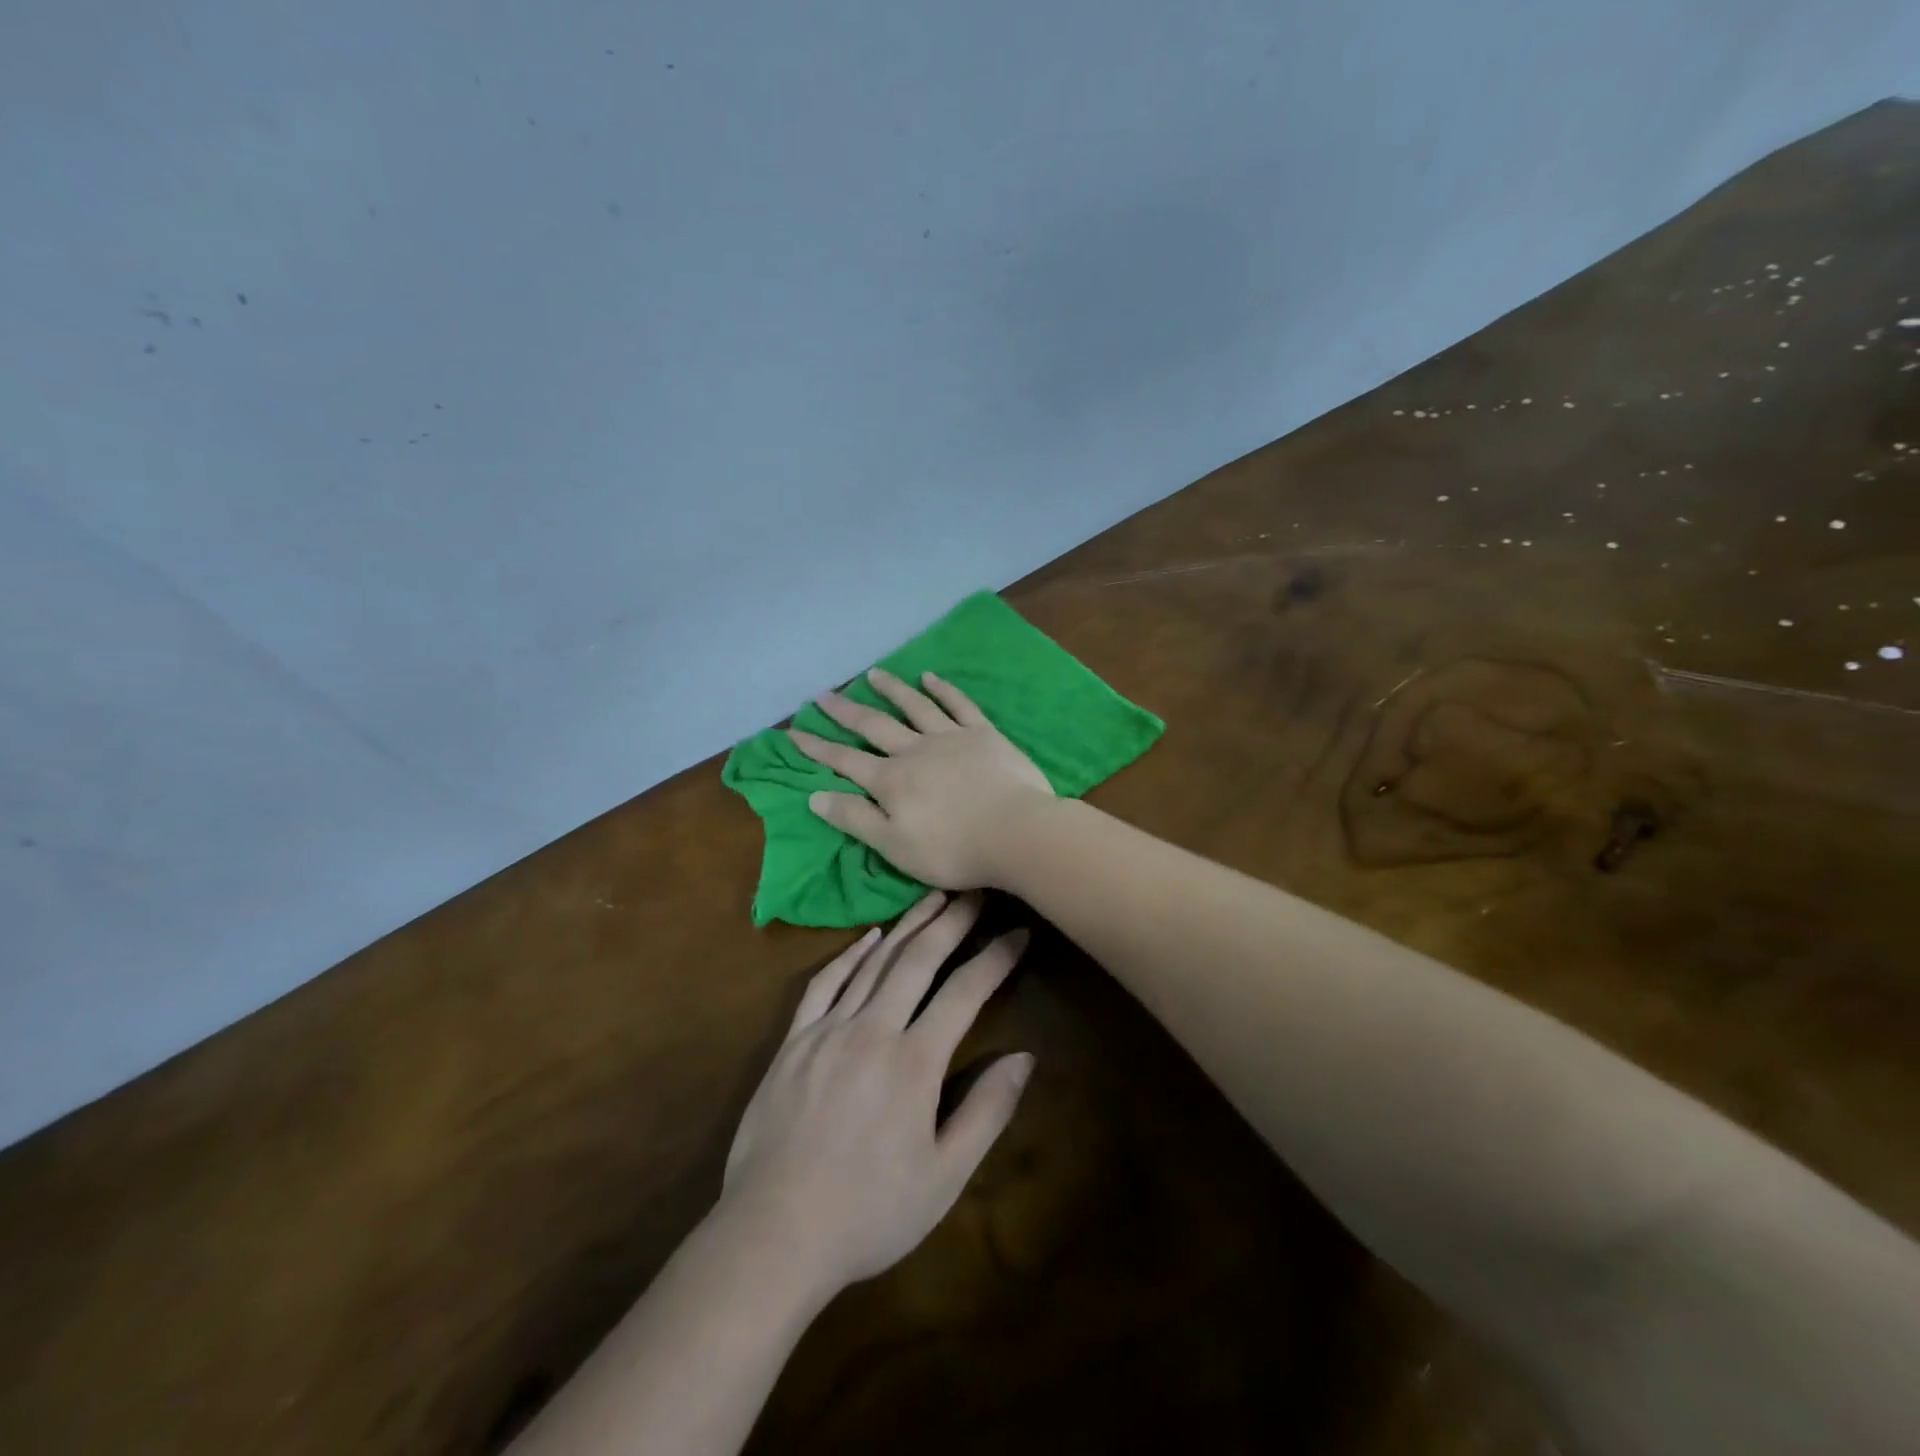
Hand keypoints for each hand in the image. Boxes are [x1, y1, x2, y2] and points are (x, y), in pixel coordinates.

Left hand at [720, 892, 1032, 1297]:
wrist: (774, 1234)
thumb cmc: (870, 1213)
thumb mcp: (944, 1176)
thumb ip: (986, 1111)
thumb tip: (1024, 1057)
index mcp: (914, 1062)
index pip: (965, 992)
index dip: (995, 957)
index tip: (1018, 932)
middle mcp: (872, 1030)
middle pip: (919, 959)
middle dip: (952, 921)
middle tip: (976, 891)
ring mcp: (828, 1030)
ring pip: (875, 962)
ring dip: (908, 925)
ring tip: (934, 898)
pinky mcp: (794, 1040)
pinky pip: (825, 983)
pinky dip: (851, 955)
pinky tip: (870, 937)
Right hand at [787, 668, 1053, 889]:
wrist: (1016, 832)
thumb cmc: (953, 849)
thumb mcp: (894, 845)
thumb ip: (855, 819)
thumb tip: (814, 795)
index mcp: (891, 781)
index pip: (845, 761)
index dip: (817, 747)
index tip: (793, 731)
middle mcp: (915, 751)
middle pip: (874, 726)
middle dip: (845, 711)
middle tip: (823, 694)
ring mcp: (950, 737)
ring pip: (914, 707)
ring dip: (891, 689)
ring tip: (872, 674)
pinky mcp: (983, 734)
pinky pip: (959, 705)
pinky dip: (943, 689)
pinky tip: (930, 677)